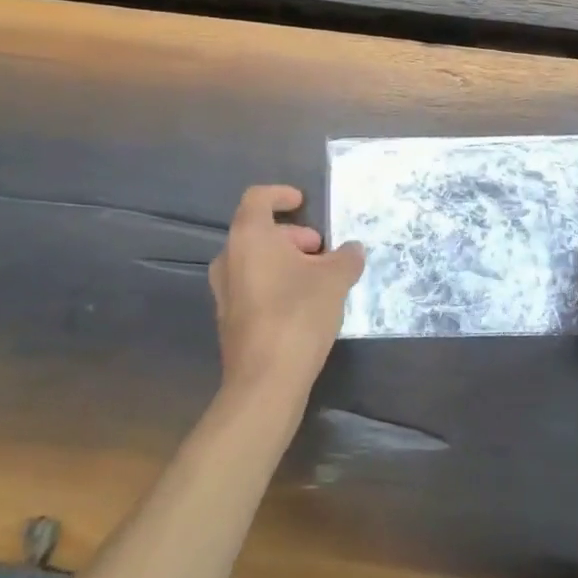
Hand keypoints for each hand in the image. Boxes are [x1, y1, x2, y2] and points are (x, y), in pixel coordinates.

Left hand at [209, 185, 364, 405]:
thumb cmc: (298, 315)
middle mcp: (229, 259)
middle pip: (260, 231)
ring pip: (256, 261)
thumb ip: (346, 258)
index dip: (281, 194)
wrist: (265, 383)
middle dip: (293, 235)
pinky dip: (276, 283)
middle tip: (322, 252)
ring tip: (318, 279)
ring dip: (286, 261)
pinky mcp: (229, 320)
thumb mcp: (335, 280)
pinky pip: (253, 286)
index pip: (258, 198)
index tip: (303, 203)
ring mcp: (224, 292)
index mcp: (249, 237)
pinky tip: (303, 305)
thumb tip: (352, 250)